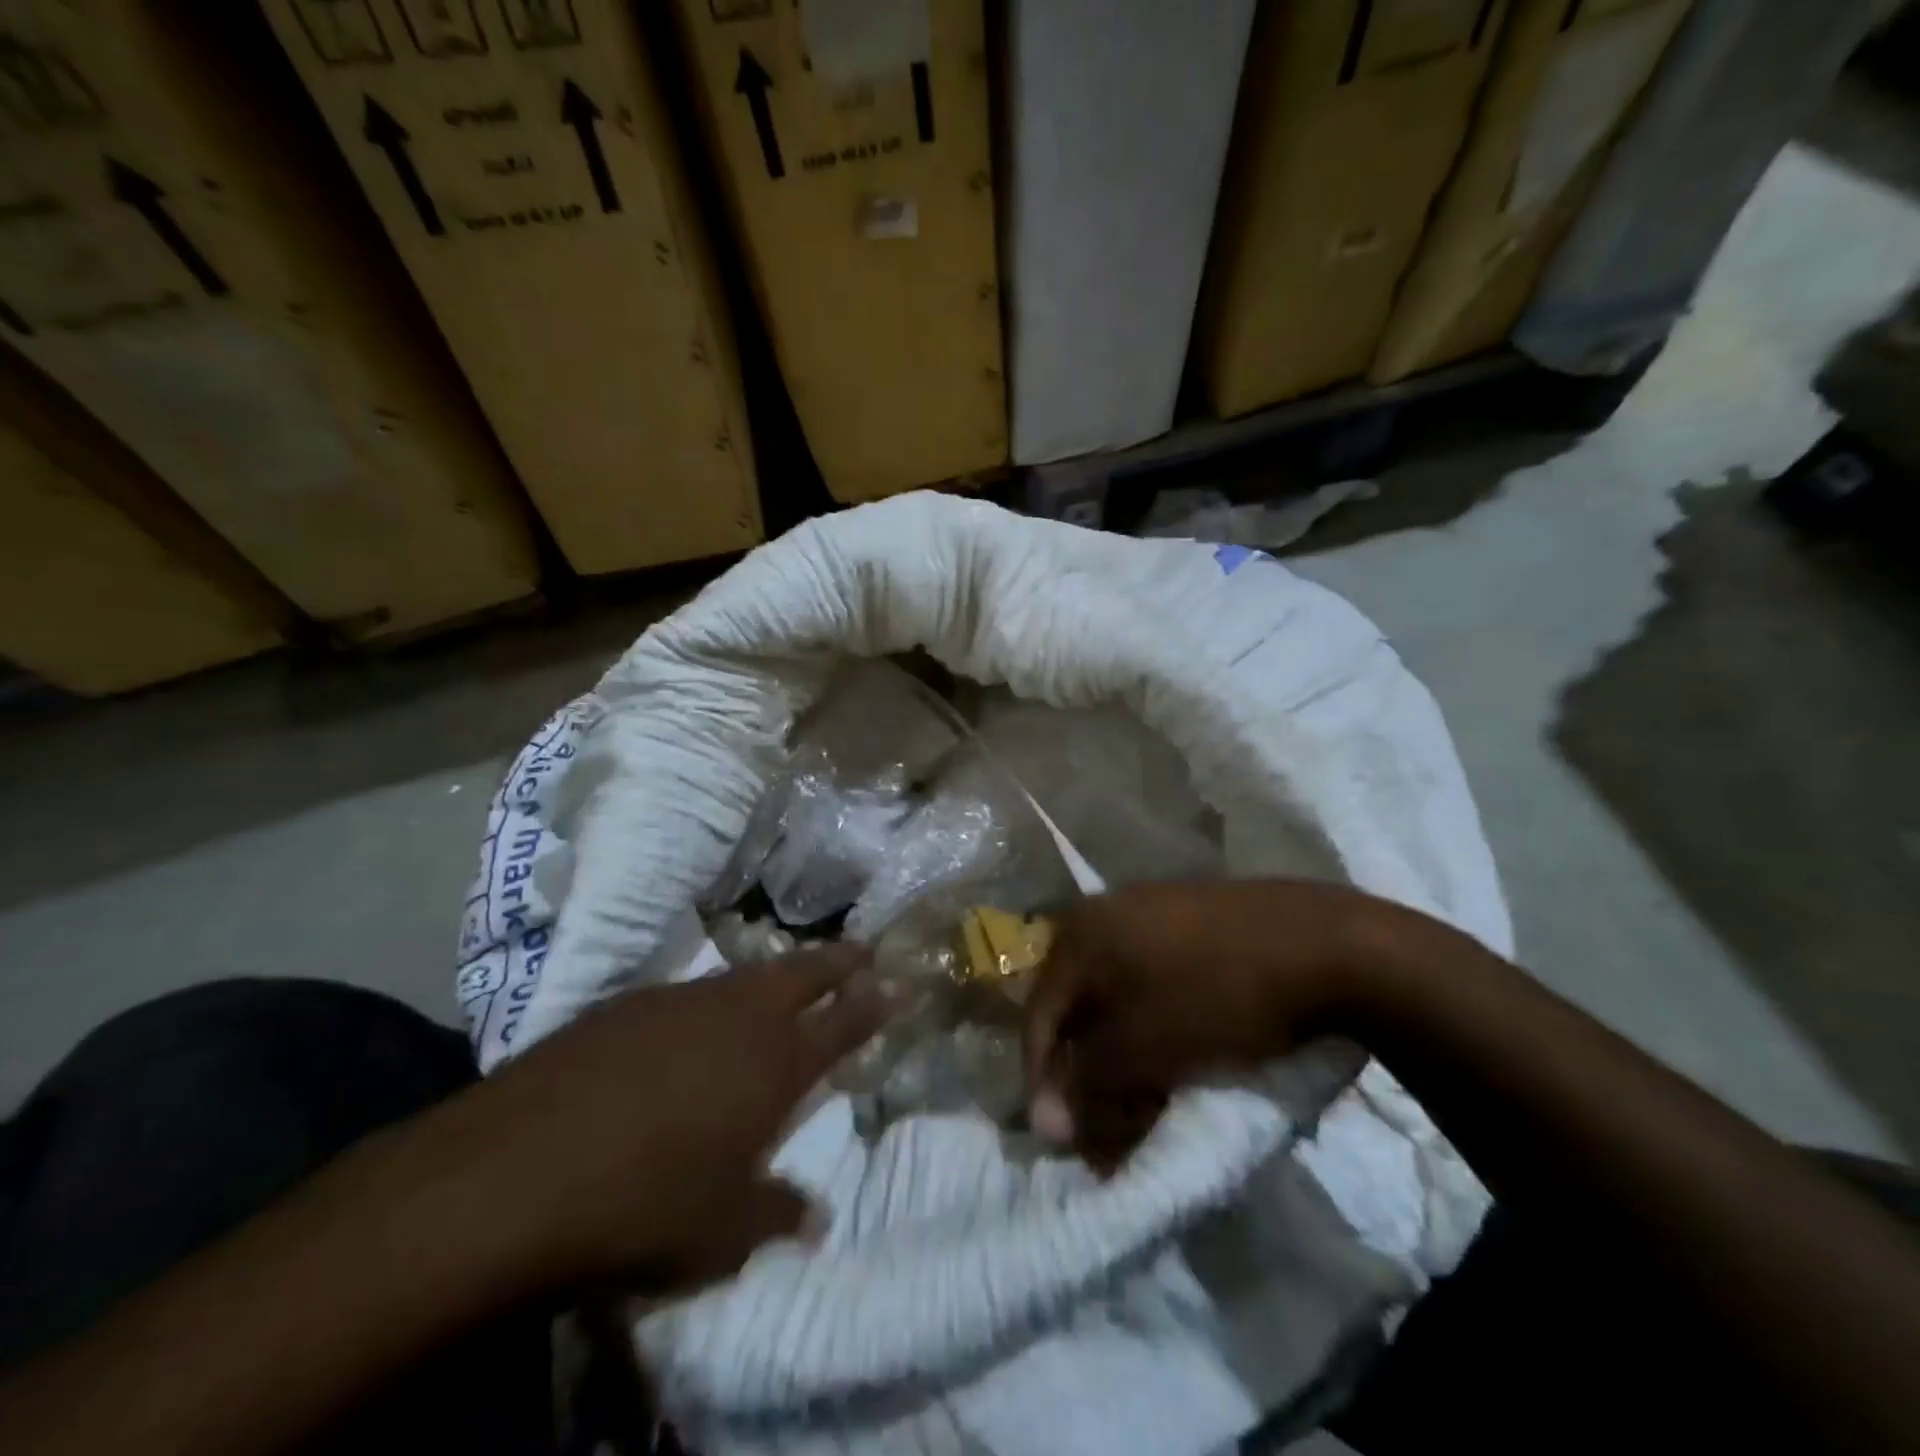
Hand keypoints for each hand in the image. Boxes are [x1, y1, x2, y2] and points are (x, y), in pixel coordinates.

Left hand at [416, 947, 888, 1296]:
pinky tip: (691, 1025)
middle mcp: (737, 1017)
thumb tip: (815, 1216)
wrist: (514, 1172)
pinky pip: (687, 993)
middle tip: (863, 948)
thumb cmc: (641, 1207)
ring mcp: (681, 1002)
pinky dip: (710, 1001)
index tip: (899, 981)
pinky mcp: (626, 1004)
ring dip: (773, 976)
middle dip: (838, 958)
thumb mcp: (719, 1233)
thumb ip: (776, 1214)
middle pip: (802, 972)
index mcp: (775, 1063)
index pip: (844, 1020)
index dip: (875, 1000)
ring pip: (745, 975)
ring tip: (783, 983)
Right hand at [1023, 880, 1392, 1166]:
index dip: (1044, 1081)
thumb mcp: (1147, 1047)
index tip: (1064, 1140)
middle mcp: (1108, 914)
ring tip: (1149, 1106)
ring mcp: (1153, 915)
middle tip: (1111, 1130)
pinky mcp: (1193, 926)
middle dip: (1090, 1076)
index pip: (1039, 1014)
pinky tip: (1178, 1063)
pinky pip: (1153, 987)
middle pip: (1079, 1009)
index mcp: (1083, 932)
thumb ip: (1091, 1086)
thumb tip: (1046, 1127)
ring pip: (1119, 1001)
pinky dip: (1154, 1033)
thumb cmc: (1220, 993)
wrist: (1330, 944)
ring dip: (1123, 1060)